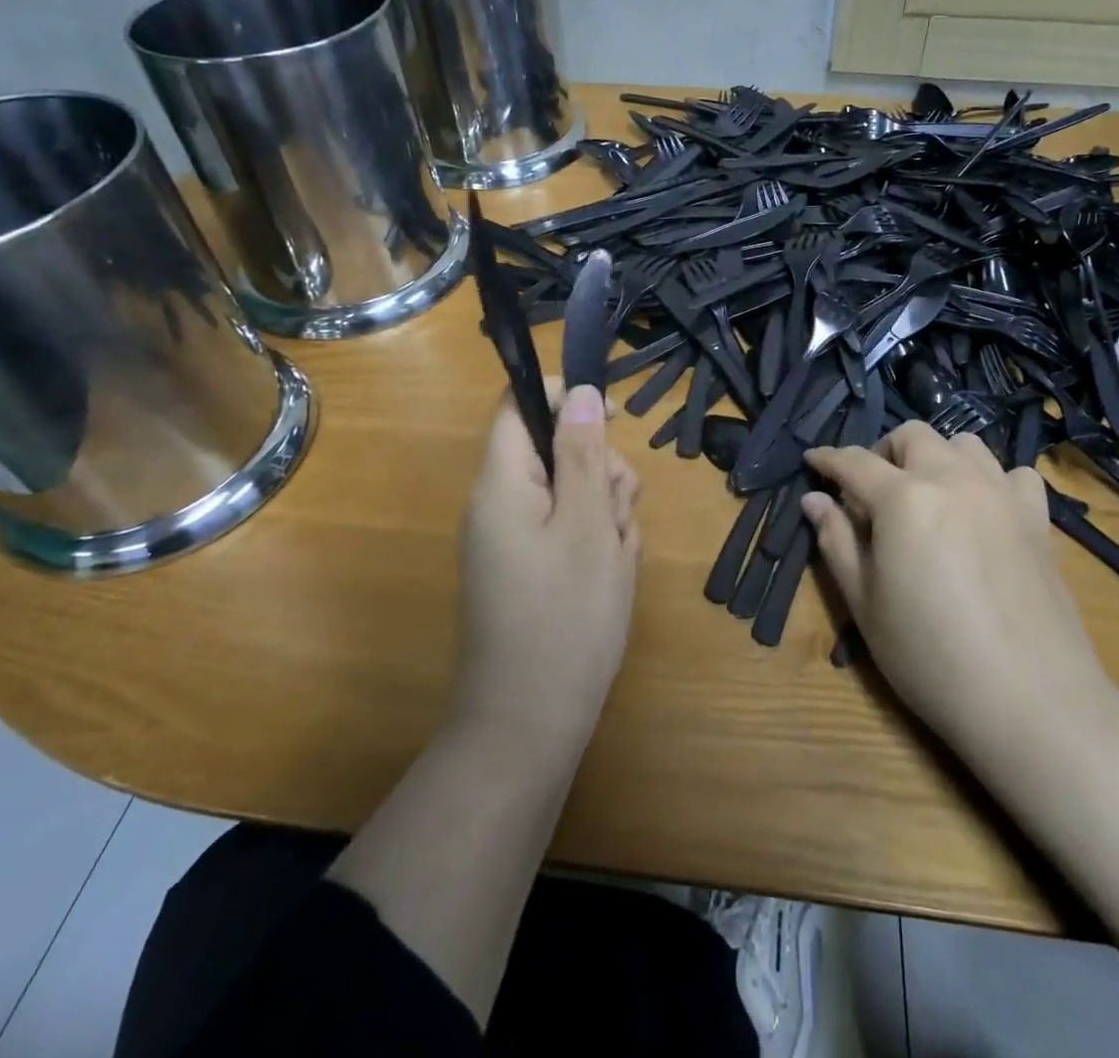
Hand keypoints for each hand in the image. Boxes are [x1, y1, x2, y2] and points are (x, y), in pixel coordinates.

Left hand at [453, 381, 641, 751]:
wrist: (528, 728)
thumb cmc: (564, 619)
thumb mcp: (586, 525)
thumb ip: (583, 453)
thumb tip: (579, 391)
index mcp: (502, 483)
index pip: (520, 405)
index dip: (566, 398)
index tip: (615, 419)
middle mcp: (501, 504)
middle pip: (558, 451)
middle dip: (601, 472)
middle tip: (617, 515)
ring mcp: (515, 541)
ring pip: (573, 493)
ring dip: (607, 514)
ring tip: (617, 561)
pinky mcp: (531, 570)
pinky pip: (570, 533)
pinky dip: (598, 546)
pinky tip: (611, 580)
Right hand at [802, 423, 1113, 756]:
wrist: (1031, 701)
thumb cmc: (931, 657)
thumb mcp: (865, 604)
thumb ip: (836, 542)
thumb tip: (815, 499)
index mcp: (903, 498)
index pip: (854, 462)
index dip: (827, 459)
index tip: (812, 461)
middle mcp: (953, 479)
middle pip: (911, 436)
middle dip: (883, 452)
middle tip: (871, 494)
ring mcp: (1001, 494)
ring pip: (963, 443)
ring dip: (935, 458)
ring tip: (926, 497)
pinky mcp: (1037, 518)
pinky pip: (1012, 474)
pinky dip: (989, 480)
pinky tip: (982, 511)